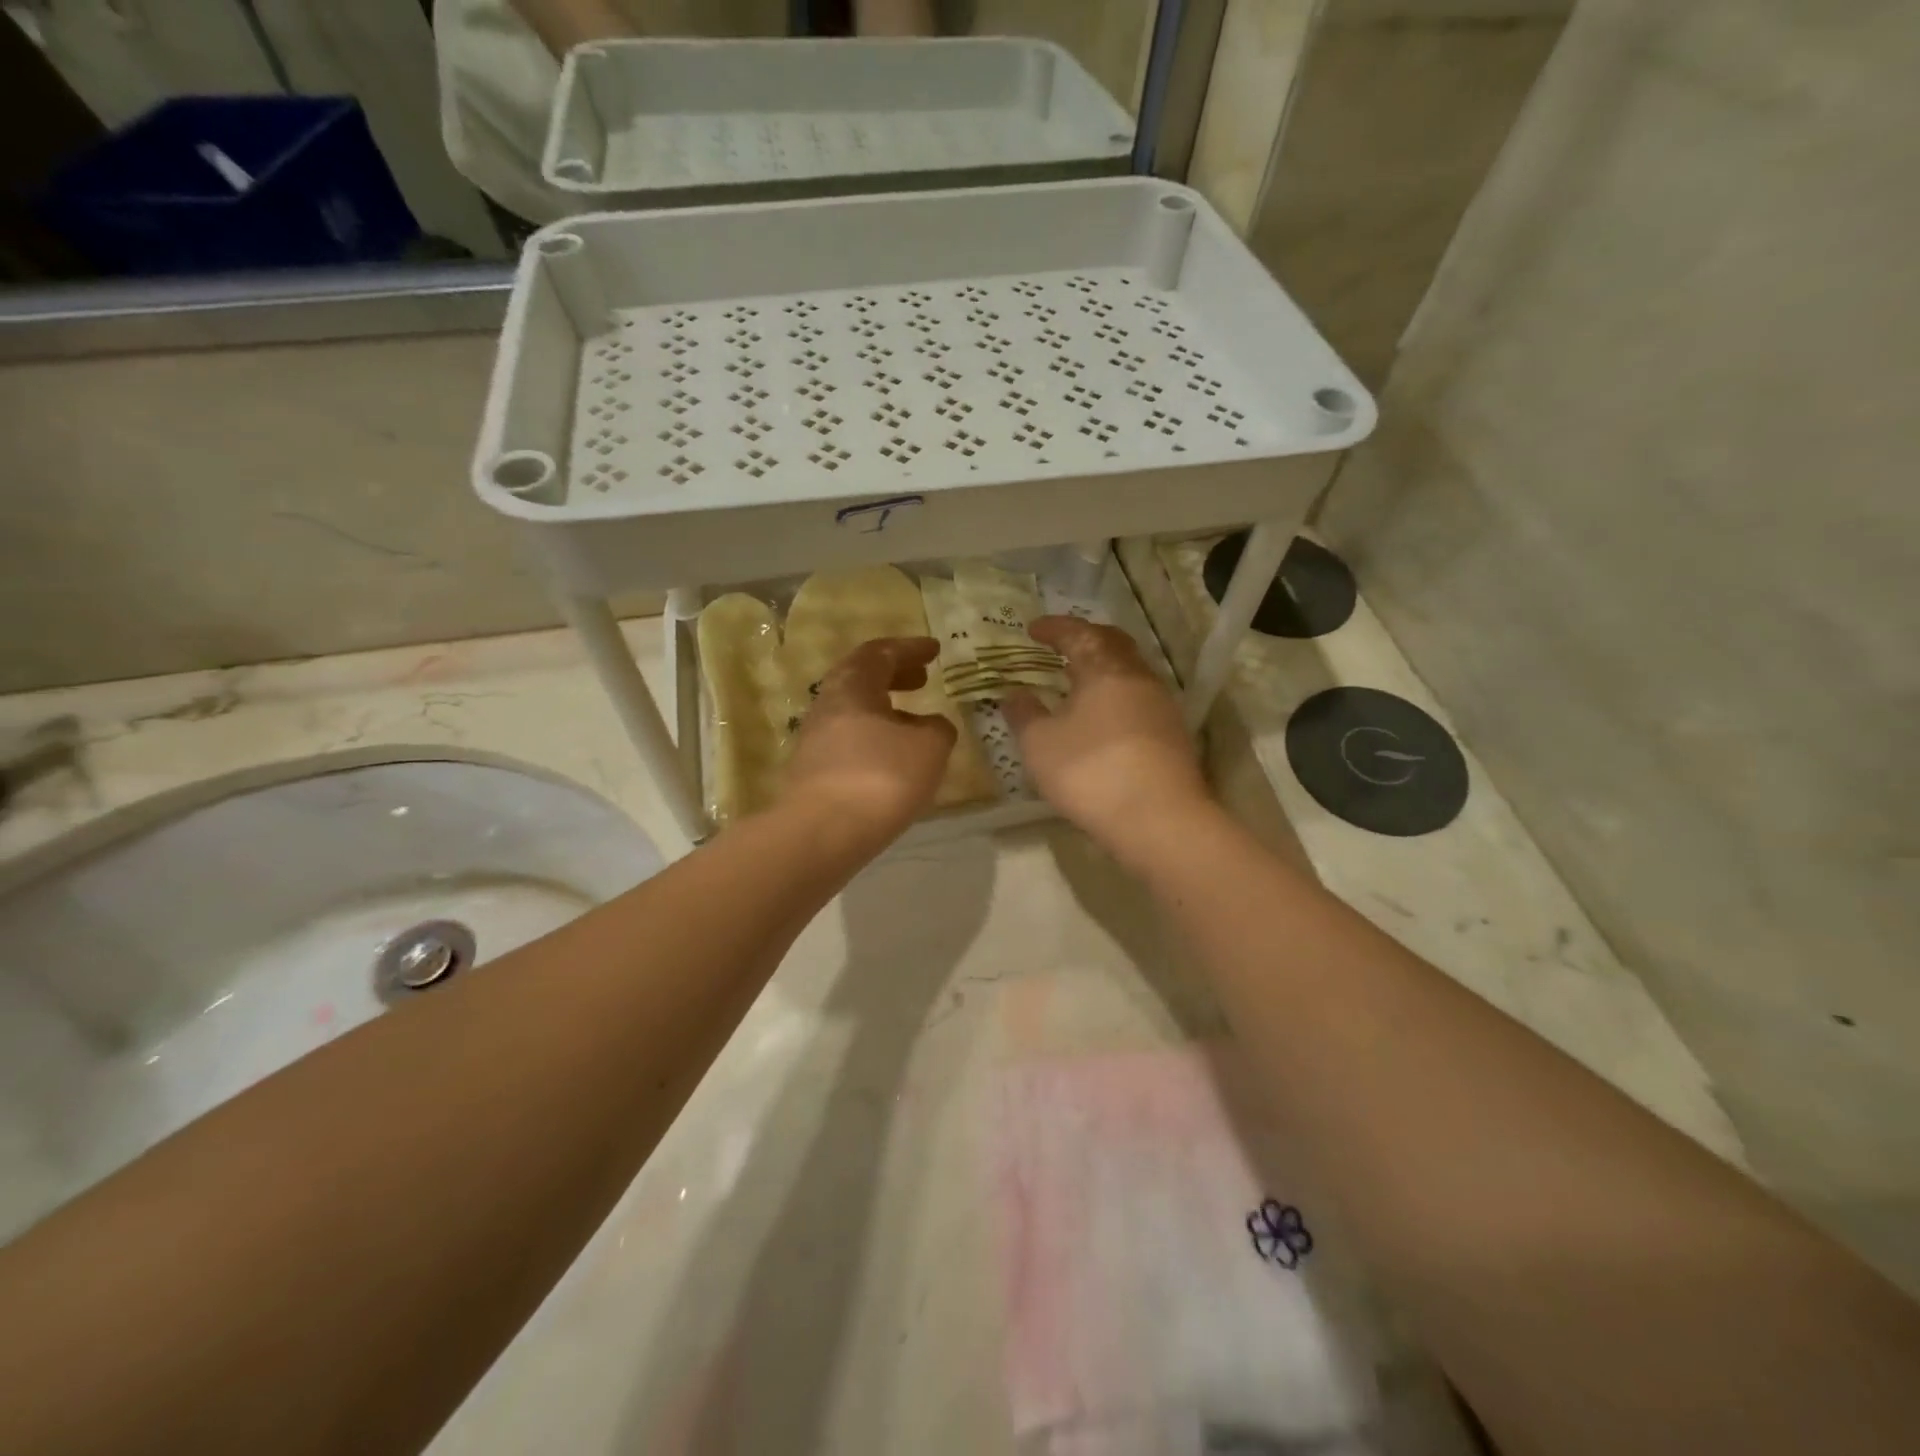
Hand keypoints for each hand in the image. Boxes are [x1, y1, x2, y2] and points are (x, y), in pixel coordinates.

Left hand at [782, 637, 956, 839]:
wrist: (822, 833)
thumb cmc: (880, 777)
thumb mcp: (928, 747)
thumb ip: (937, 729)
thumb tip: (932, 725)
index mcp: (852, 687)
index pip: (879, 653)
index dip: (909, 649)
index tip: (935, 650)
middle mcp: (827, 706)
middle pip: (860, 678)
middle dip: (894, 675)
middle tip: (922, 678)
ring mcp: (815, 740)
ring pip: (853, 711)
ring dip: (884, 709)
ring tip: (914, 721)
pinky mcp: (813, 772)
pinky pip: (849, 741)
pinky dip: (875, 737)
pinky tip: (893, 758)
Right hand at [1004, 616, 1217, 861]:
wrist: (1160, 820)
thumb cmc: (1091, 772)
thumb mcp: (1040, 745)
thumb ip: (1024, 715)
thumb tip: (1014, 694)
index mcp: (1104, 669)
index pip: (1078, 634)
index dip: (1054, 628)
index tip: (1033, 629)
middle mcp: (1139, 678)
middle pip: (1113, 644)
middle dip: (1086, 639)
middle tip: (1063, 646)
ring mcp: (1162, 706)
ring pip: (1131, 672)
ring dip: (1104, 669)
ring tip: (1081, 682)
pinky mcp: (1174, 735)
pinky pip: (1140, 700)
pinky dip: (1117, 696)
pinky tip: (1104, 718)